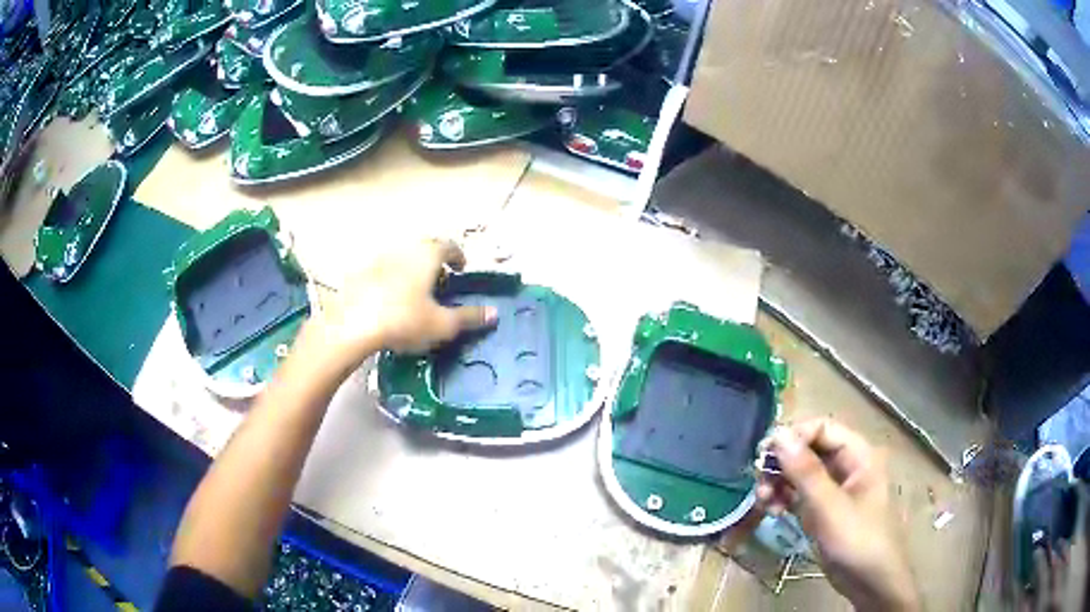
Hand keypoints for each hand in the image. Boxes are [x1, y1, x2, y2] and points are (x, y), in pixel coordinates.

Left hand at [299, 239, 496, 374]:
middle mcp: (404, 249)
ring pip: (401, 257)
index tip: (461, 268)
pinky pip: (381, 270)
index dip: (457, 255)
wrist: (352, 324)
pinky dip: (390, 279)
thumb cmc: (404, 320)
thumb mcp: (442, 324)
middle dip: (434, 261)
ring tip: (414, 291)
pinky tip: (388, 300)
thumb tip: (495, 313)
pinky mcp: (359, 273)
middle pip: (423, 247)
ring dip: (411, 268)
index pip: (448, 245)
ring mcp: (379, 259)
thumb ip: (470, 317)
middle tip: (439, 280)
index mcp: (427, 255)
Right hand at [757, 419, 919, 610]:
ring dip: (779, 483)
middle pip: (808, 450)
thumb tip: (778, 434)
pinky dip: (784, 499)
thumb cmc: (857, 539)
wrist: (870, 582)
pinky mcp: (823, 510)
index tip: (764, 454)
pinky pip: (800, 494)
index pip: (821, 428)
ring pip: (801, 473)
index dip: (793, 436)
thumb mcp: (829, 507)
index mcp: (857, 454)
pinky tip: (773, 511)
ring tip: (763, 502)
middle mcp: (846, 466)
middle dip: (782, 464)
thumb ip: (804, 471)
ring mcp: (834, 489)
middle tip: (760, 484)